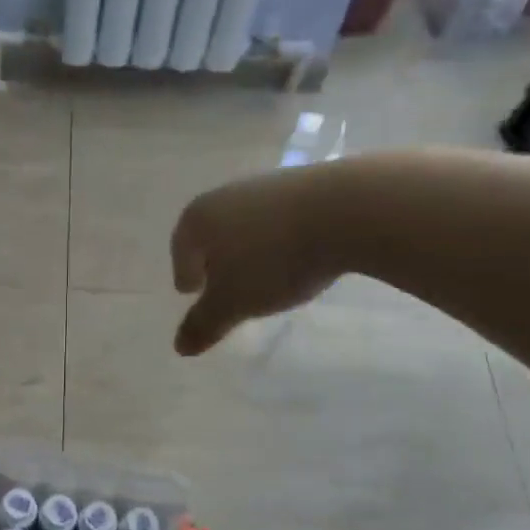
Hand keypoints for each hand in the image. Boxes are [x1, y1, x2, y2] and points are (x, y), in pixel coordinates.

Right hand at [170, 167, 349, 355]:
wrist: (349, 210)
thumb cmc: (273, 259)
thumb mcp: (232, 303)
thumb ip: (204, 325)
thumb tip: (180, 346)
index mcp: (199, 218)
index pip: (181, 247)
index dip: (183, 272)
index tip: (191, 291)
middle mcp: (227, 195)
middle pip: (212, 232)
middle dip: (214, 259)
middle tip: (221, 285)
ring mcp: (269, 185)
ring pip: (248, 224)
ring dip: (249, 249)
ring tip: (263, 276)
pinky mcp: (308, 183)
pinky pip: (282, 219)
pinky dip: (280, 239)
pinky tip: (297, 258)